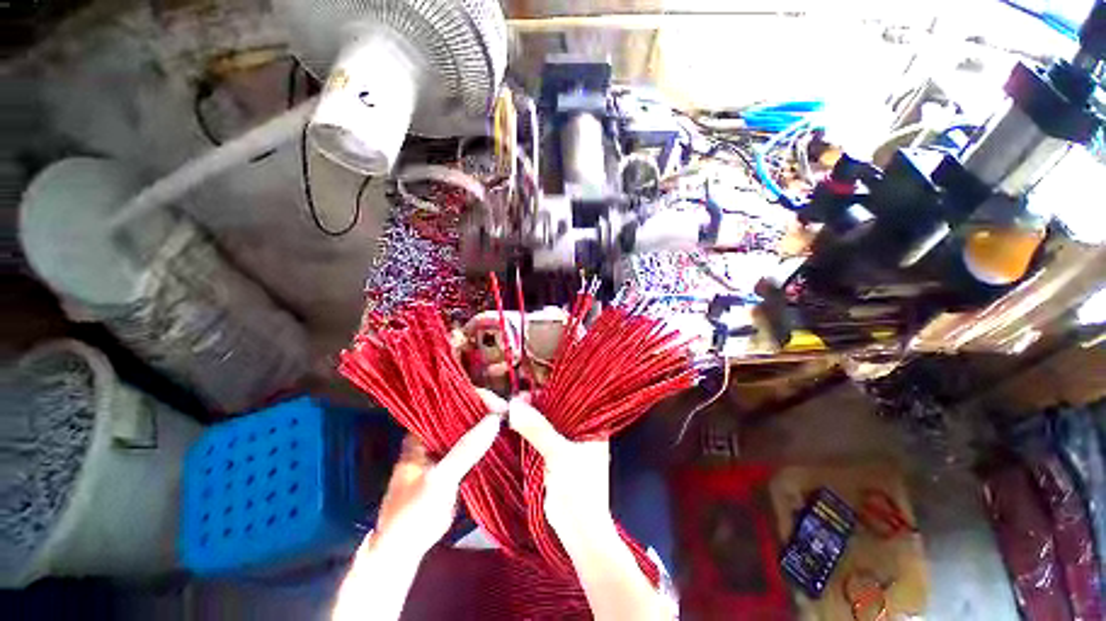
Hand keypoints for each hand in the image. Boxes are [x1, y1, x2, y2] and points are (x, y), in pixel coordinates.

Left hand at [370, 397, 502, 556]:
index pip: (452, 402)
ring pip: (472, 430)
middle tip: (511, 413)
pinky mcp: (457, 464)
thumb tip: (495, 419)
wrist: (404, 548)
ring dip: (490, 426)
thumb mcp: (439, 479)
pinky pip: (476, 447)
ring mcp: (447, 449)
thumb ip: (465, 450)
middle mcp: (435, 435)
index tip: (500, 404)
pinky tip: (506, 439)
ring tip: (514, 423)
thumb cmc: (413, 512)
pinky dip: (489, 443)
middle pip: (465, 413)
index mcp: (423, 432)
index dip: (476, 398)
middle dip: (487, 410)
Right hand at [507, 397, 614, 541]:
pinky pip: (538, 437)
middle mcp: (579, 429)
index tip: (528, 388)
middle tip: (515, 399)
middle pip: (555, 409)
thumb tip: (514, 405)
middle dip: (535, 403)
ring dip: (528, 417)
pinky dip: (526, 431)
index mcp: (591, 425)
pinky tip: (512, 424)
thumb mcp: (560, 454)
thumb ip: (538, 429)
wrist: (579, 531)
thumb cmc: (580, 489)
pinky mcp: (552, 455)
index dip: (549, 391)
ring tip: (511, 409)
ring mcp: (565, 442)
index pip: (570, 398)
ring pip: (544, 423)